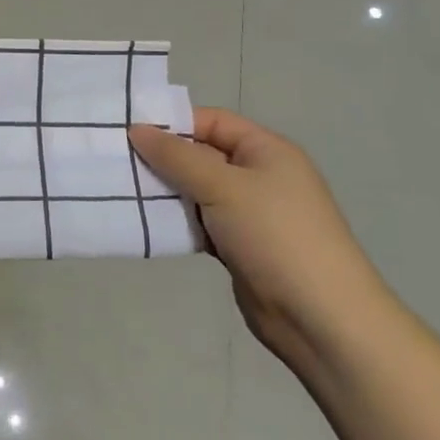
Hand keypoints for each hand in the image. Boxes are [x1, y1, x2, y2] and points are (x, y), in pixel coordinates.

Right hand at [129, 109, 390, 369]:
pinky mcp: (242, 246)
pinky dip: (179, 222)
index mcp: (267, 150)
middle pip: (202, 155)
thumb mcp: (223, 187)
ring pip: (199, 191)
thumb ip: (177, 157)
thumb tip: (137, 129)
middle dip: (164, 159)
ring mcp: (252, 213)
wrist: (321, 318)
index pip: (212, 121)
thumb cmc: (275, 235)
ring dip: (168, 193)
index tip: (129, 133)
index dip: (173, 124)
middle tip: (119, 163)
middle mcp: (261, 175)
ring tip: (124, 191)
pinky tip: (149, 224)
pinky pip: (202, 223)